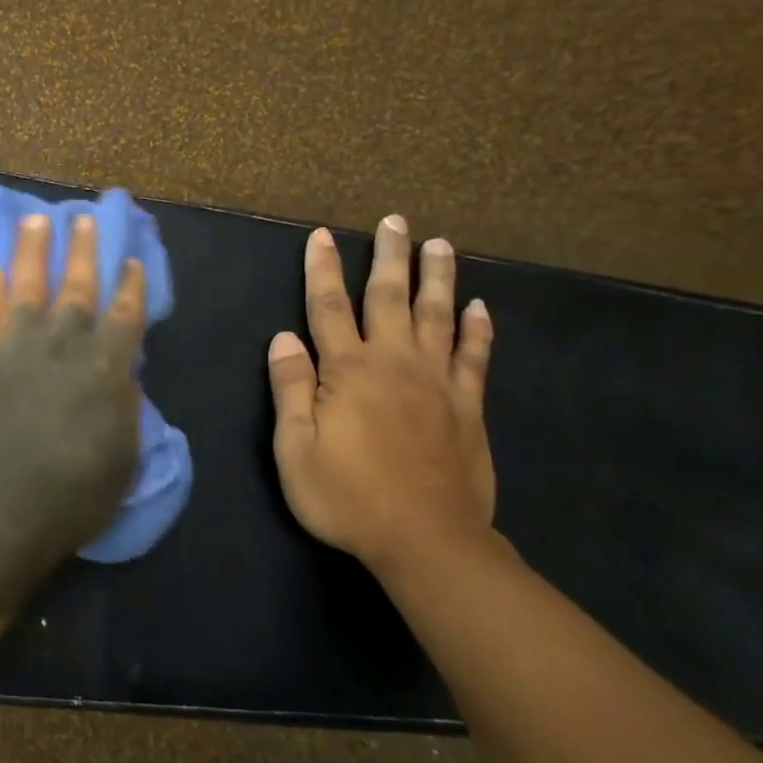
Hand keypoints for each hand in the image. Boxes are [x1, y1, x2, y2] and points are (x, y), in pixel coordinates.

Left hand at [0, 213, 146, 555]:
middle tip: (84, 218)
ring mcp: (20, 350)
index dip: (131, 286)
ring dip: (31, 253)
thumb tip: (124, 377)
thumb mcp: (123, 457)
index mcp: (106, 367)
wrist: (4, 507)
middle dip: (83, 251)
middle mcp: (65, 346)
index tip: (132, 259)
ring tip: (34, 221)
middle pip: (77, 288)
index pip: (125, 315)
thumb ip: (124, 408)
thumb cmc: (76, 493)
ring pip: (28, 289)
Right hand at [267, 215, 495, 572]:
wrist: (427, 541)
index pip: (328, 308)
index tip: (322, 236)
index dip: (322, 270)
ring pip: (437, 317)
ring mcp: (437, 383)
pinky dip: (478, 330)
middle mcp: (394, 364)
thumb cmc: (347, 496)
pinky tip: (479, 308)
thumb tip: (282, 338)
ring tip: (439, 244)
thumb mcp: (295, 449)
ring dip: (437, 278)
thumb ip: (290, 389)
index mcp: (348, 372)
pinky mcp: (468, 408)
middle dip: (388, 257)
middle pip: (390, 298)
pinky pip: (475, 358)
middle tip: (394, 221)